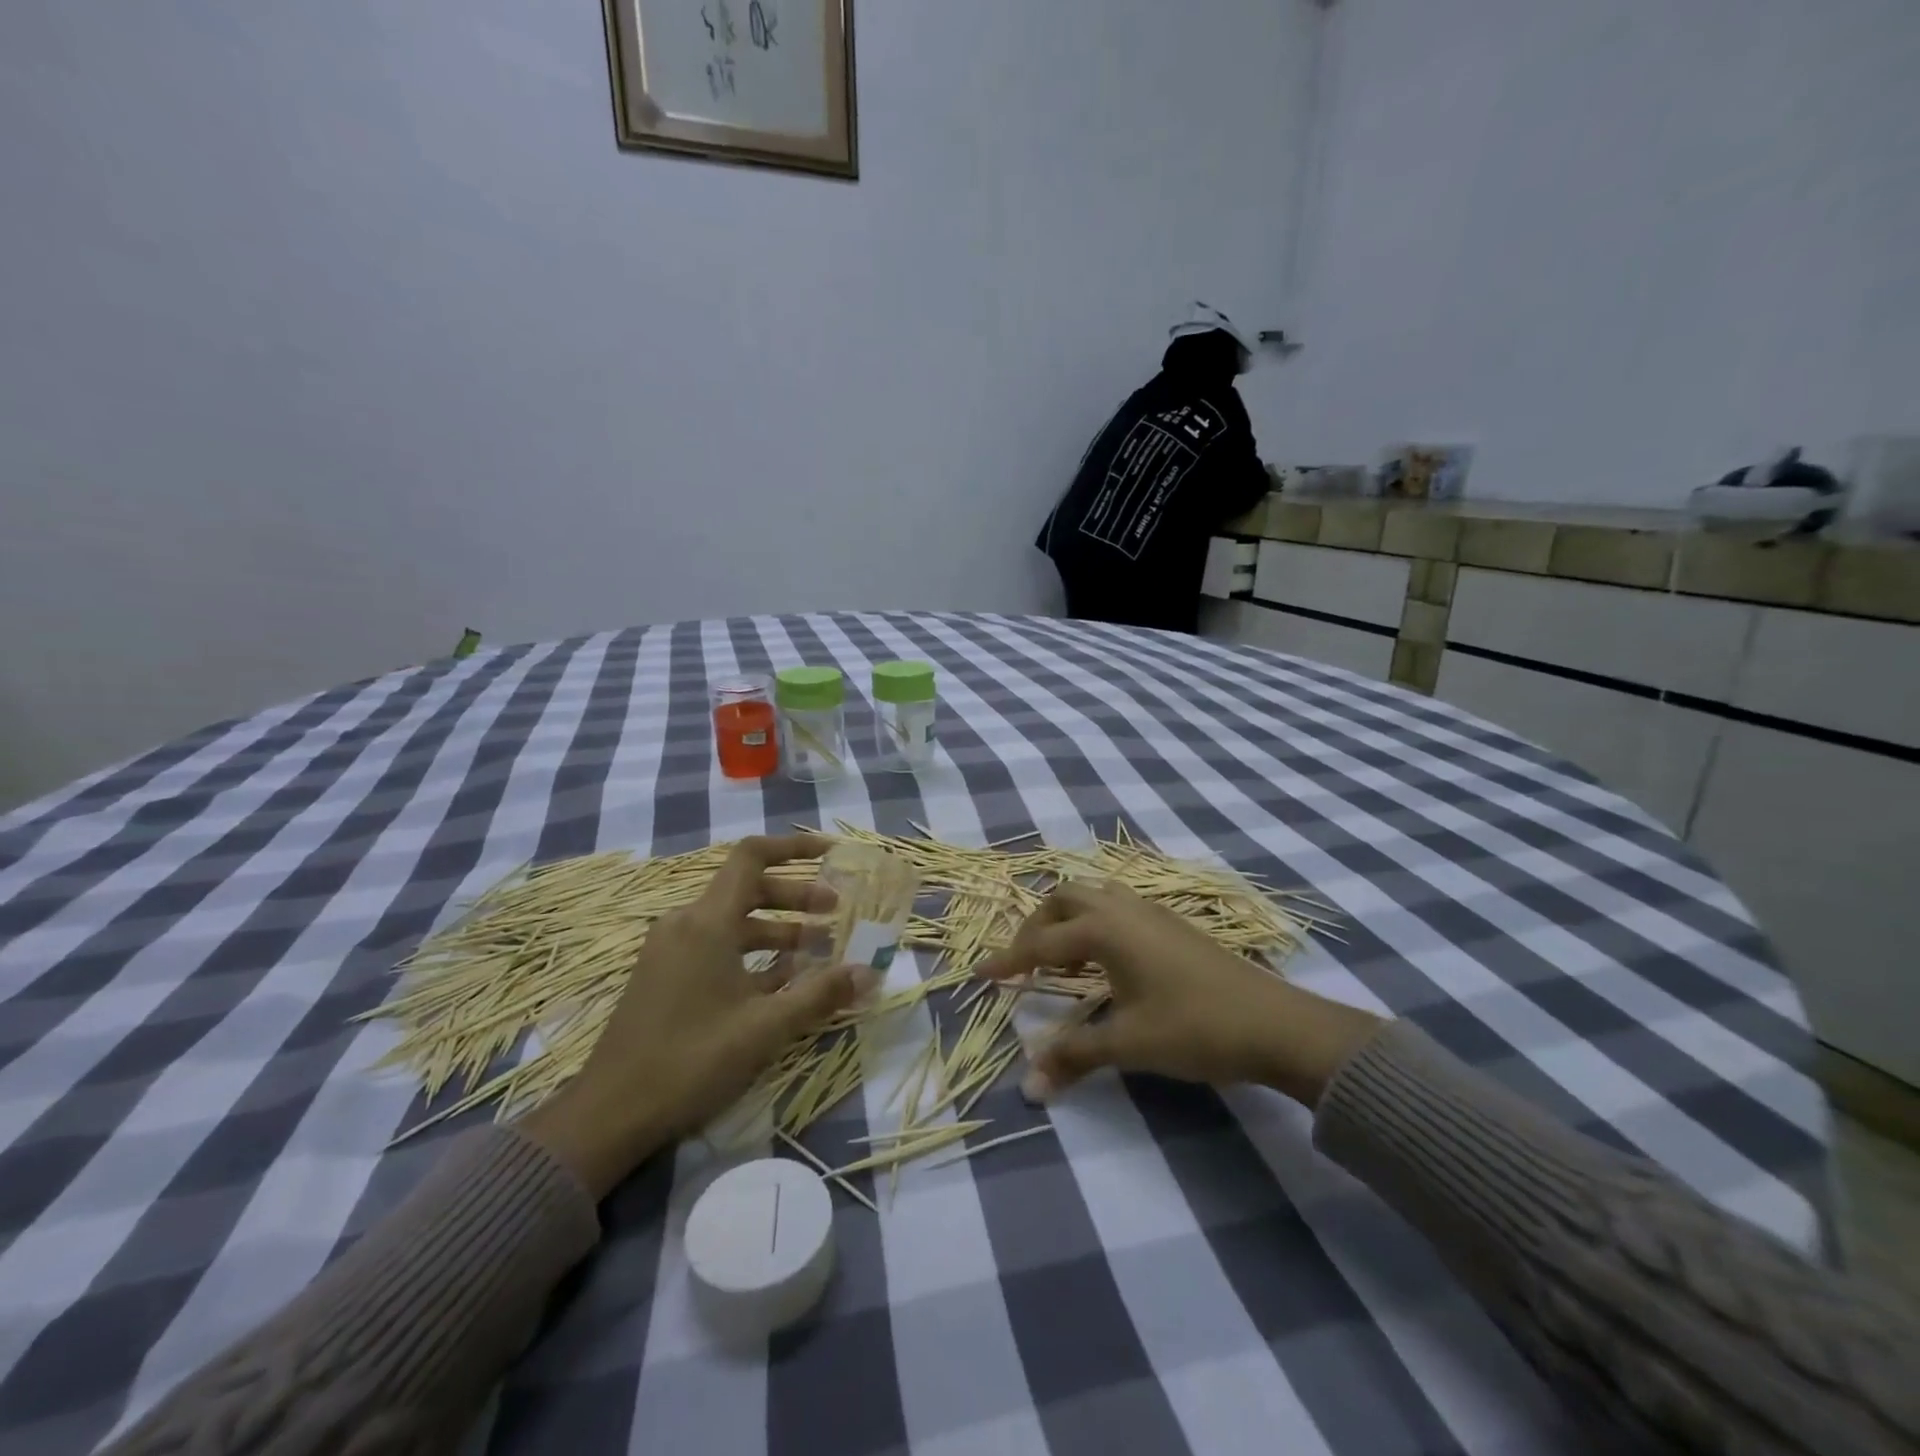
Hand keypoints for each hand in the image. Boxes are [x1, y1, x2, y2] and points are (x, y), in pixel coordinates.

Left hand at [521, 833, 872, 1195]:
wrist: (609, 1114)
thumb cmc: (690, 1060)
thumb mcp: (765, 1028)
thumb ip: (820, 995)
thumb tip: (870, 973)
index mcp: (707, 922)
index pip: (751, 857)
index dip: (793, 847)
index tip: (829, 853)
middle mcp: (687, 924)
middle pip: (748, 889)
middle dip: (797, 897)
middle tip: (837, 912)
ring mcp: (672, 951)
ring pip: (734, 922)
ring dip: (778, 929)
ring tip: (819, 948)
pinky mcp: (666, 976)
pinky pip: (717, 947)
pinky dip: (753, 954)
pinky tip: (783, 980)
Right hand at [978, 881, 1381, 1108]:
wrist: (1275, 1024)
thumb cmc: (1195, 1028)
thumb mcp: (1129, 1044)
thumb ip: (1074, 1056)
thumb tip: (1028, 1086)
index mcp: (1106, 930)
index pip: (1042, 943)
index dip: (1009, 960)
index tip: (981, 974)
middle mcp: (1123, 908)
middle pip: (1064, 898)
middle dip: (1037, 927)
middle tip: (1026, 965)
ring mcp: (1152, 910)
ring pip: (1094, 896)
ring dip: (1068, 921)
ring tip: (1064, 964)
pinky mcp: (1172, 923)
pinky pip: (1117, 907)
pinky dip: (1096, 925)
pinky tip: (1106, 964)